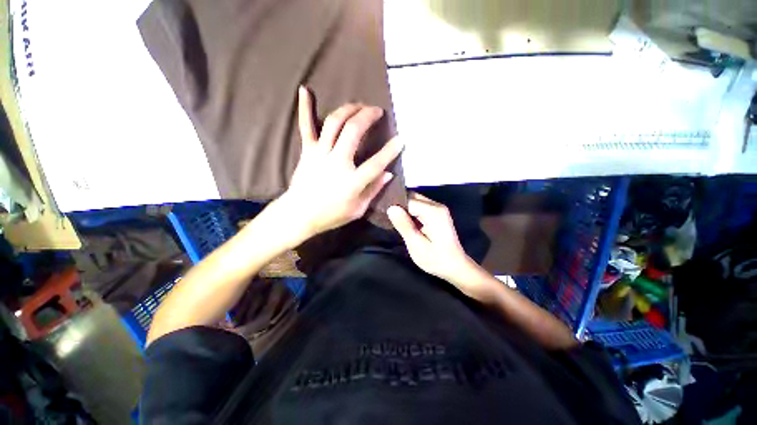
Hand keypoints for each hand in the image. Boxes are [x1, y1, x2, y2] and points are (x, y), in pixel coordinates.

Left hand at [280, 86, 402, 243]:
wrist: (299, 215)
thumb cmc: (331, 215)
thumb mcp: (358, 210)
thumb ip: (373, 190)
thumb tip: (388, 174)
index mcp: (352, 182)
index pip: (376, 163)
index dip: (391, 150)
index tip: (401, 138)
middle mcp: (337, 163)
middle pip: (353, 132)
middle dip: (368, 116)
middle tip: (377, 111)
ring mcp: (320, 154)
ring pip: (334, 123)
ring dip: (348, 110)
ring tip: (359, 105)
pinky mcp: (307, 151)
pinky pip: (306, 127)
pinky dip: (305, 108)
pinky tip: (304, 90)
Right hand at [388, 193, 488, 298]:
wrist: (456, 267)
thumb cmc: (436, 259)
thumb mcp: (416, 245)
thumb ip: (404, 225)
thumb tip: (391, 208)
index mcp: (433, 212)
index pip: (408, 200)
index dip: (395, 206)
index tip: (383, 214)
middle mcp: (437, 205)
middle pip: (412, 196)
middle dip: (399, 205)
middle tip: (387, 217)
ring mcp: (438, 208)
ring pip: (415, 200)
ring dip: (404, 209)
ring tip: (393, 219)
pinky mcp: (437, 213)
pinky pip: (419, 206)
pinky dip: (410, 212)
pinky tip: (404, 221)